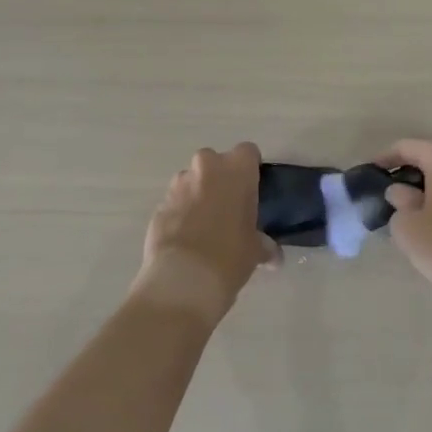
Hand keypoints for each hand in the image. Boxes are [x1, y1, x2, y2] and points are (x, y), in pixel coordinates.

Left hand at [135, 143, 278, 323]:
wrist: (182, 279)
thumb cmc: (230, 256)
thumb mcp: (256, 251)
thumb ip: (264, 245)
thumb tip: (272, 255)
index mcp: (236, 169)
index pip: (248, 152)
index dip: (250, 169)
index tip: (251, 190)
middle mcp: (206, 167)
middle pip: (216, 162)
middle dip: (221, 180)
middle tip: (229, 209)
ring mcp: (178, 184)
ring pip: (192, 180)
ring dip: (198, 195)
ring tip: (205, 227)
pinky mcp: (159, 204)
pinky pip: (175, 202)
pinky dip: (181, 213)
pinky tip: (187, 239)